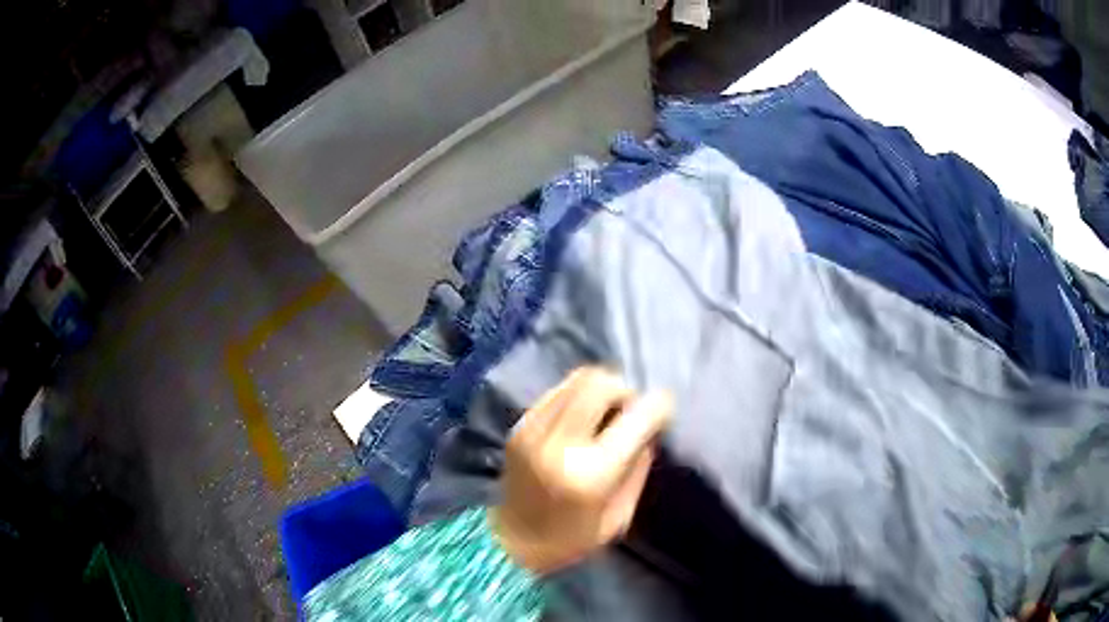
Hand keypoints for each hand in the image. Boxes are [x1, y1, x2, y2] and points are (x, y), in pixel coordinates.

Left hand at [491, 368, 672, 574]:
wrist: (511, 542)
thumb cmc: (572, 539)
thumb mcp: (619, 516)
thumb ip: (638, 468)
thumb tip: (649, 430)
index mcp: (592, 473)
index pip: (637, 417)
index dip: (659, 406)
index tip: (665, 411)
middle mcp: (561, 442)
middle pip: (601, 383)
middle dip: (625, 390)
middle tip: (631, 412)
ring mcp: (534, 430)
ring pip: (577, 379)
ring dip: (601, 389)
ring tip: (607, 413)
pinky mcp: (520, 426)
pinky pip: (557, 392)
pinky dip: (577, 396)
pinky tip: (582, 419)